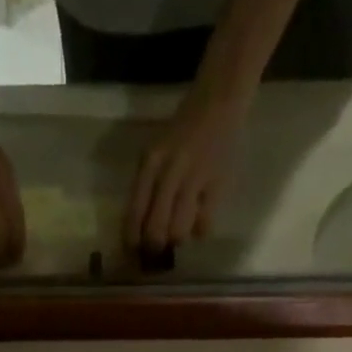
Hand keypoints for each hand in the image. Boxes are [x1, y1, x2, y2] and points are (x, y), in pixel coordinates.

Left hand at [124, 93, 244, 255]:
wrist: (219, 100)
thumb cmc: (183, 130)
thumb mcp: (156, 152)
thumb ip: (147, 185)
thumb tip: (140, 229)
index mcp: (150, 163)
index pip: (135, 212)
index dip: (132, 240)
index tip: (133, 252)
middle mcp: (170, 171)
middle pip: (155, 229)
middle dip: (154, 246)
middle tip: (157, 248)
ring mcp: (194, 178)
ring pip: (178, 231)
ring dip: (177, 239)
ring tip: (179, 233)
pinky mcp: (217, 184)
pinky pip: (203, 224)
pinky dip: (199, 231)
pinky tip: (199, 223)